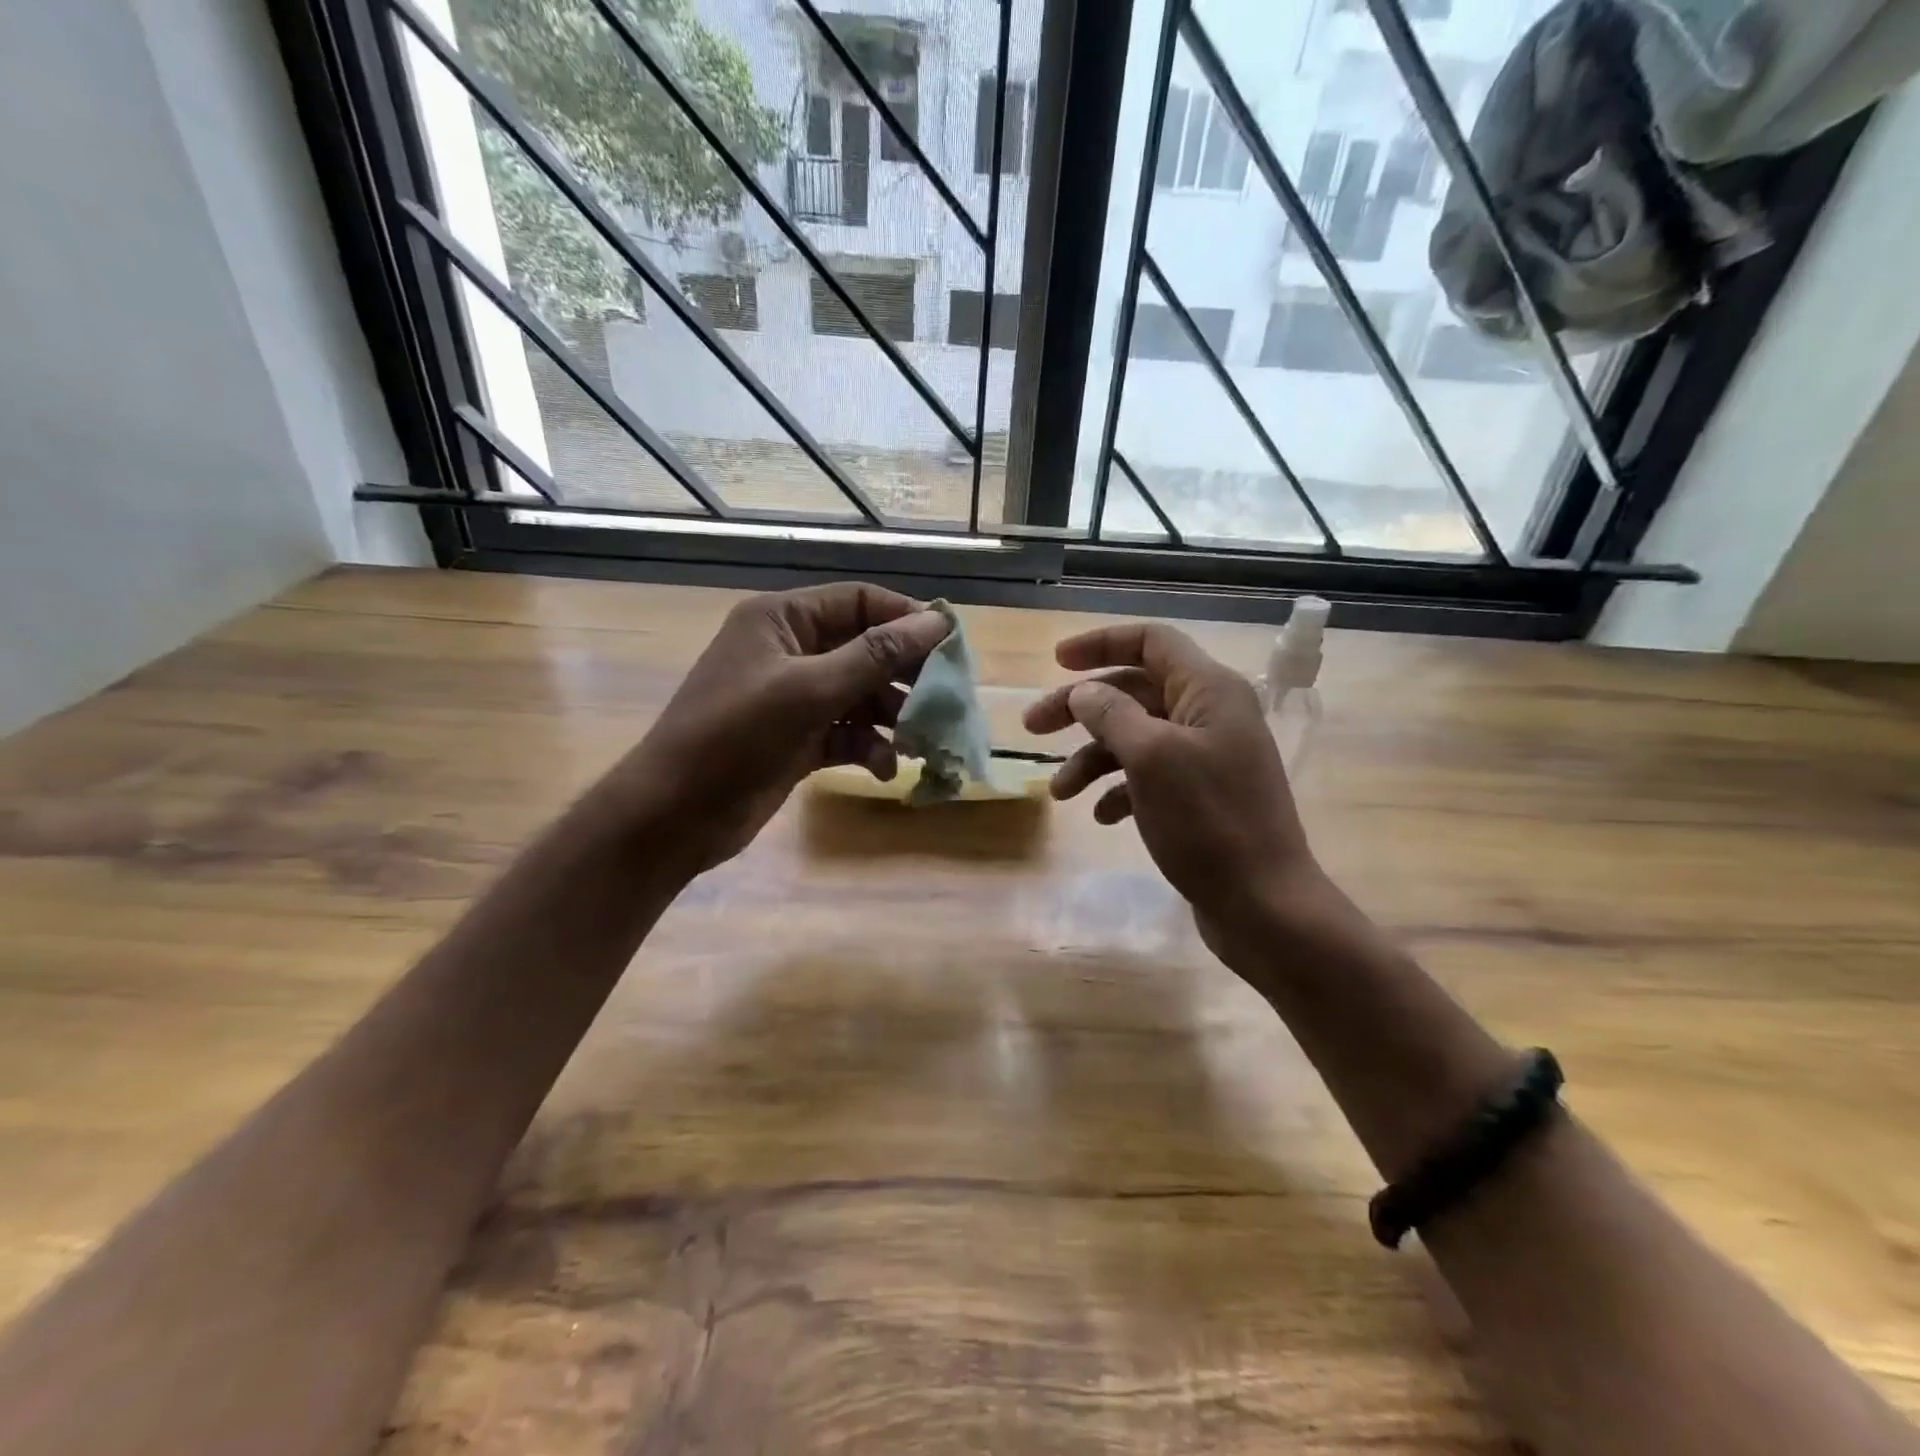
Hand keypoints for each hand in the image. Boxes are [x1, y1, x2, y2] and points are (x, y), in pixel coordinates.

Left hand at [620, 583, 949, 874]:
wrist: (673, 815)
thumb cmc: (734, 737)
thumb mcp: (808, 690)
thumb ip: (876, 655)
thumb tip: (937, 622)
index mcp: (783, 620)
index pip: (859, 602)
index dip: (906, 619)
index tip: (951, 647)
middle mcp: (790, 651)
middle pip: (865, 649)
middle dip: (904, 676)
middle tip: (944, 701)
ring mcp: (793, 697)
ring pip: (860, 695)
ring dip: (891, 718)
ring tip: (921, 742)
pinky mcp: (797, 739)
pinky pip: (846, 732)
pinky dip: (868, 747)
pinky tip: (884, 768)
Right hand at [1023, 622, 1321, 940]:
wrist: (1264, 906)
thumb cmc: (1208, 822)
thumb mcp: (1152, 758)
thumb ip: (1113, 714)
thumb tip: (1085, 692)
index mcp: (1209, 691)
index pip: (1151, 642)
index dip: (1101, 643)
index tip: (1056, 661)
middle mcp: (1210, 715)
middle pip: (1134, 691)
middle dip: (1081, 708)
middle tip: (1033, 727)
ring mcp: (1207, 758)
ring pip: (1136, 738)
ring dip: (1092, 758)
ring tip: (1060, 792)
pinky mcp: (1201, 797)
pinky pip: (1149, 777)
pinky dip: (1120, 790)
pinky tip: (1102, 816)